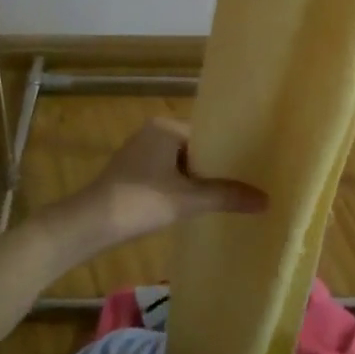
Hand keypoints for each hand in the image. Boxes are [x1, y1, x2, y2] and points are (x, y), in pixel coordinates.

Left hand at [68, 118, 263, 246]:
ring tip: (225, 195)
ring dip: (196, 180)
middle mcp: (152, 134)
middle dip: (214, 167)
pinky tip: (195, 205)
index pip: (207, 134)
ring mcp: (138, 154)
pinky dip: (179, 188)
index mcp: (165, 127)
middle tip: (244, 182)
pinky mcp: (130, 175)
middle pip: (195, 150)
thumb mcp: (188, 200)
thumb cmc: (139, 202)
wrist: (88, 226)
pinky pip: (165, 175)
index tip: (250, 166)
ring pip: (179, 165)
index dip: (228, 151)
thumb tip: (267, 200)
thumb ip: (226, 196)